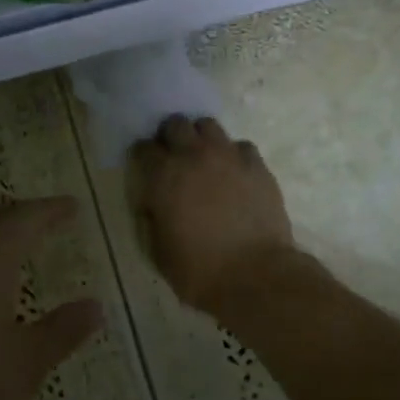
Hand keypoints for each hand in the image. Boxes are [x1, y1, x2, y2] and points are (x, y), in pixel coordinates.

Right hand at [130, 116, 297, 314]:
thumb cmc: (199, 270)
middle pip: (175, 124)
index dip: (143, 156)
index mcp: (162, 176)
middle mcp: (193, 156)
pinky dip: (234, 155)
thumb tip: (153, 204)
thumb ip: (151, 218)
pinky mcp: (256, 165)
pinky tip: (235, 173)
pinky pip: (241, 146)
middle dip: (171, 136)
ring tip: (205, 159)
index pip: (143, 148)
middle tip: (175, 157)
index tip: (146, 168)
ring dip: (201, 138)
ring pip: (208, 125)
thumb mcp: (158, 251)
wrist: (255, 275)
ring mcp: (227, 156)